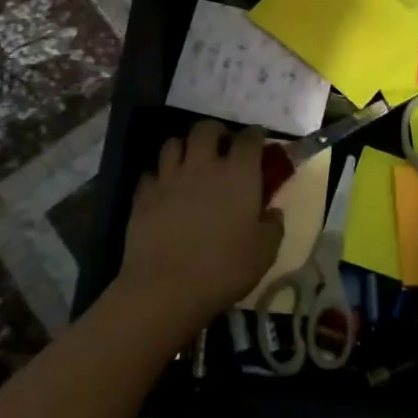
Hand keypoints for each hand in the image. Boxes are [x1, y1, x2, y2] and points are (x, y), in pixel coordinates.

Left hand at [115, 119, 283, 338]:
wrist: (166, 288)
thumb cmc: (224, 269)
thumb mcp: (265, 252)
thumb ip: (273, 226)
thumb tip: (272, 212)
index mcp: (238, 174)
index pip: (249, 138)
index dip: (255, 135)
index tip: (259, 141)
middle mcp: (203, 165)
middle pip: (206, 129)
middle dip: (216, 132)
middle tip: (221, 147)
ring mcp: (169, 178)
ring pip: (173, 143)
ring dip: (184, 148)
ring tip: (190, 163)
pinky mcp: (143, 195)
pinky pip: (150, 173)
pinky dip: (159, 176)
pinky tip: (164, 190)